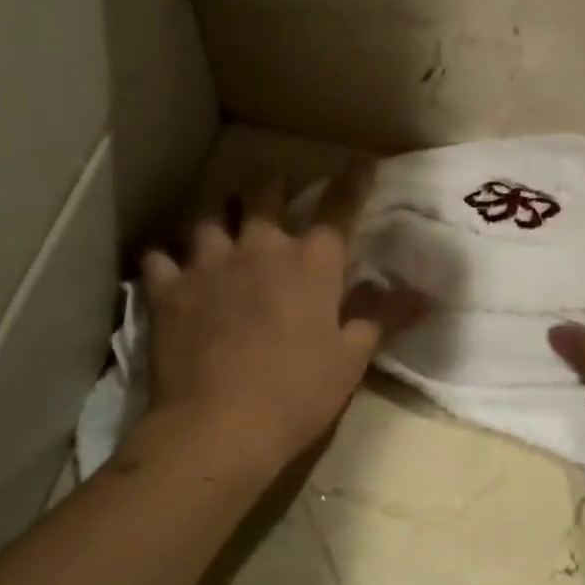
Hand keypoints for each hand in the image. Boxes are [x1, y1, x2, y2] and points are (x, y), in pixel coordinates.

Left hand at [131, 161, 426, 475]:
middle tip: (274, 187)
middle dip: (272, 186)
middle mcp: (260, 248)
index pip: (339, 209)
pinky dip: (167, 258)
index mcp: (311, 264)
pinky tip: (169, 266)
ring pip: (207, 216)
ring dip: (217, 214)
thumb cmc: (299, 392)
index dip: (354, 181)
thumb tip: (424, 296)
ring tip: (219, 220)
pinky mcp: (167, 290)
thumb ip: (383, 317)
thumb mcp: (352, 358)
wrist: (221, 426)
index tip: (363, 159)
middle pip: (263, 196)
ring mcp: (208, 264)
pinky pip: (160, 258)